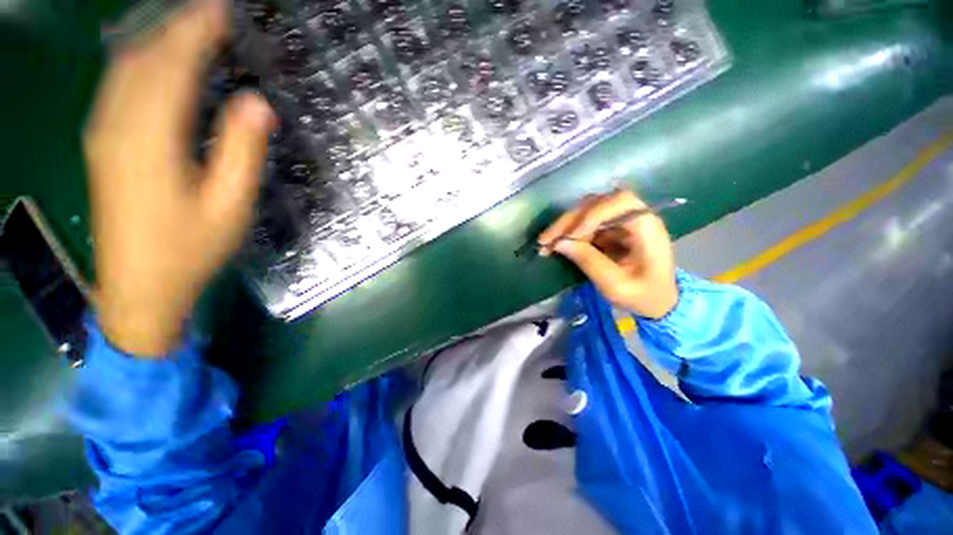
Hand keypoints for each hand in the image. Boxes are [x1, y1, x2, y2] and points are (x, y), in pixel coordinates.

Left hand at [84, 0, 274, 355]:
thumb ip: (241, 151)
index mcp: (150, 140)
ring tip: (190, 27)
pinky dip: (141, 61)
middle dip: (176, 27)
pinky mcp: (101, 144)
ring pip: (124, 67)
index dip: (196, 32)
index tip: (221, 9)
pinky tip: (158, 59)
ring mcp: (102, 133)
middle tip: (211, 12)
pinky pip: (117, 85)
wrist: (139, 288)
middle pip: (143, 57)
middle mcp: (116, 125)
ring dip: (157, 39)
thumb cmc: (190, 250)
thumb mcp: (229, 205)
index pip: (172, 66)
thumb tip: (257, 102)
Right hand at [538, 189, 677, 318]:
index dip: (591, 215)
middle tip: (545, 240)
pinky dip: (568, 232)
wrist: (658, 301)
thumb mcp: (616, 285)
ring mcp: (621, 220)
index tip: (570, 237)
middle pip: (598, 203)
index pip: (619, 203)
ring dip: (565, 225)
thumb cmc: (643, 295)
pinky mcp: (610, 228)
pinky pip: (585, 222)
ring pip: (587, 210)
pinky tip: (556, 243)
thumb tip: (559, 243)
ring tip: (546, 242)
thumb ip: (589, 262)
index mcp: (647, 226)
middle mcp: (635, 215)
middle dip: (569, 221)